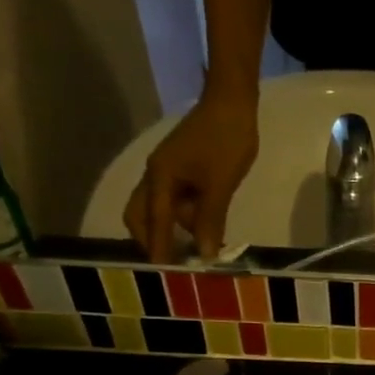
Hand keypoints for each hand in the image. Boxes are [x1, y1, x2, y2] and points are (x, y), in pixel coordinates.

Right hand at [123, 90, 259, 262]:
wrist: (233, 102)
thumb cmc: (226, 141)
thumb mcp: (220, 185)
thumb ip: (210, 220)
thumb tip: (204, 255)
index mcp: (160, 178)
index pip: (153, 221)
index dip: (158, 248)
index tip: (160, 273)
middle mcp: (156, 175)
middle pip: (141, 215)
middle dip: (151, 238)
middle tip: (172, 262)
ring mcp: (168, 171)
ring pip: (159, 208)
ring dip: (172, 228)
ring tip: (196, 250)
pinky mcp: (181, 169)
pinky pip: (175, 199)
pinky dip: (184, 216)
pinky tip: (204, 227)